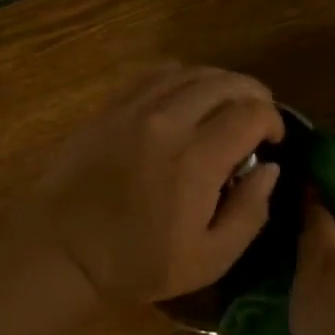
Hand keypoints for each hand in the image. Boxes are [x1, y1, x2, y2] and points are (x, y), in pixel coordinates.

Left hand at [20, 64, 283, 307]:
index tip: (272, 140)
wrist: (62, 252)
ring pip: (192, 71)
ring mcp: (135, 109)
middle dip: (253, 94)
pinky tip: (188, 96)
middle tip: (258, 117)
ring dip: (221, 82)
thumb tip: (270, 169)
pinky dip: (183, 77)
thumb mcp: (210, 259)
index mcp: (196, 160)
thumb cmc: (138, 264)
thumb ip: (250, 212)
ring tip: (228, 103)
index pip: (251, 113)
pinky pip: (157, 74)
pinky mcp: (111, 107)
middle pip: (226, 82)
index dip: (273, 120)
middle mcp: (168, 122)